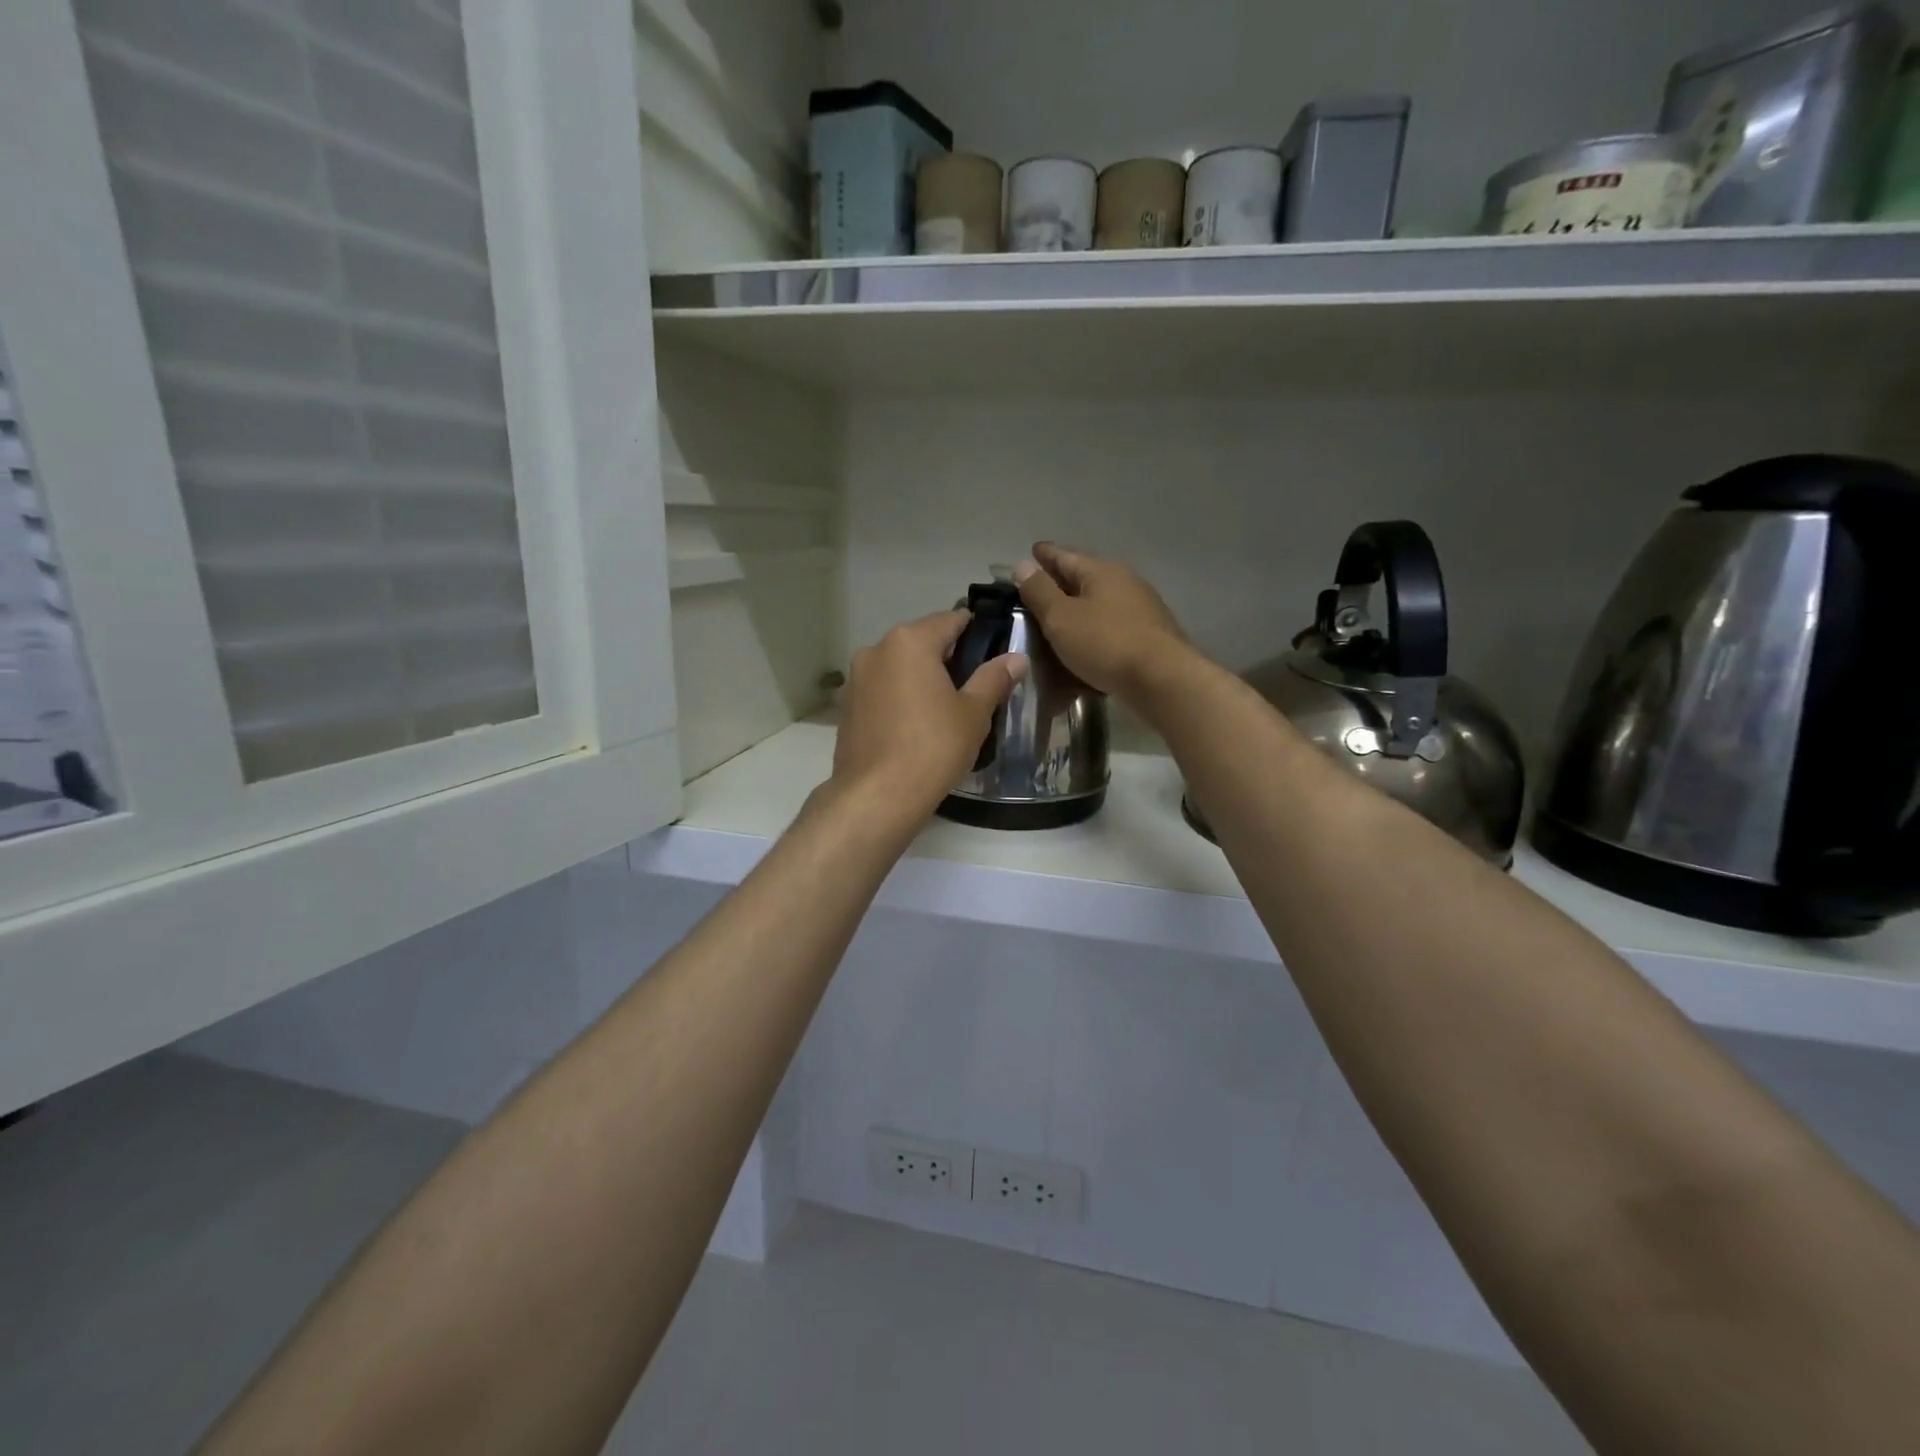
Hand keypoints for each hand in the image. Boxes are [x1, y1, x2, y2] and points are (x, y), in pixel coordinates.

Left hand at [829, 610, 1026, 818]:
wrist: (876, 796)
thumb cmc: (932, 748)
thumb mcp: (974, 713)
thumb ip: (994, 678)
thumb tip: (1016, 657)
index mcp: (909, 641)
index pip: (952, 620)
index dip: (978, 632)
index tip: (996, 651)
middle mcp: (876, 650)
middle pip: (922, 641)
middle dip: (949, 658)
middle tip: (975, 687)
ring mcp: (856, 678)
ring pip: (899, 667)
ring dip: (922, 678)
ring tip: (946, 709)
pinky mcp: (846, 707)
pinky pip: (882, 690)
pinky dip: (900, 698)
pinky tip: (916, 726)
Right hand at [1014, 543, 1191, 699]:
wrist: (1162, 680)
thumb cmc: (1105, 643)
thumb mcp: (1061, 617)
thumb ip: (1040, 591)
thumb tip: (1024, 565)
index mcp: (1102, 571)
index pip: (1065, 556)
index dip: (1045, 555)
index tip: (1031, 551)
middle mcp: (1124, 584)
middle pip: (1084, 580)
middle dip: (1059, 585)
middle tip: (1035, 592)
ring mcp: (1139, 611)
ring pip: (1097, 608)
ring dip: (1076, 614)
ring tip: (1053, 624)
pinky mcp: (1146, 639)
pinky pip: (1108, 633)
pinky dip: (1090, 637)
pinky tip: (1080, 651)